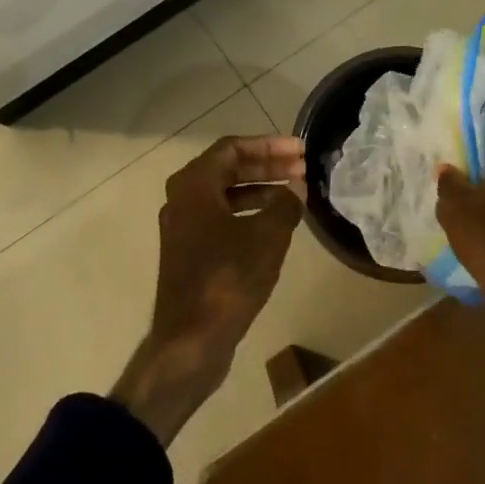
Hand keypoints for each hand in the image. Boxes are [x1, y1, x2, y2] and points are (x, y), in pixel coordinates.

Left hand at [111, 134, 305, 443]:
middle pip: (227, 169)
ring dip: (260, 189)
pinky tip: (274, 224)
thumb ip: (285, 204)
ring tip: (294, 194)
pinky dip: (247, 213)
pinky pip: (220, 217)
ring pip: (224, 194)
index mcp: (194, 185)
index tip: (299, 150)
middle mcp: (182, 198)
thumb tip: (296, 188)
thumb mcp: (267, 237)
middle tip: (302, 169)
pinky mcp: (189, 251)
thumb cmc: (228, 279)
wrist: (190, 338)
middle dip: (267, 166)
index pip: (232, 148)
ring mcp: (183, 226)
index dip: (269, 145)